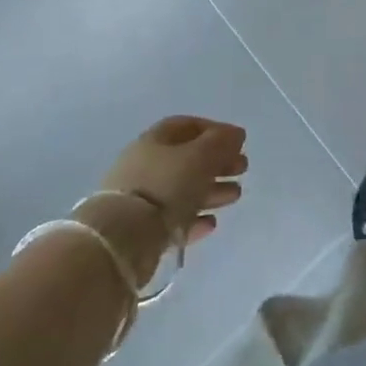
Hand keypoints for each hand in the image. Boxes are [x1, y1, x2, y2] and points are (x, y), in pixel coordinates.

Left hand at [84, 117, 247, 276]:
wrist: (123, 239)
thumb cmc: (166, 186)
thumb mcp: (200, 156)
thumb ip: (221, 142)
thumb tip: (236, 134)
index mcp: (154, 141)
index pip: (187, 126)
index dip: (215, 130)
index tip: (239, 142)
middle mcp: (145, 166)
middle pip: (187, 159)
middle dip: (218, 162)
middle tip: (242, 169)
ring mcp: (140, 199)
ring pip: (182, 190)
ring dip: (211, 190)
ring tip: (235, 196)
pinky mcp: (141, 231)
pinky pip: (173, 220)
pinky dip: (194, 219)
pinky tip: (211, 223)